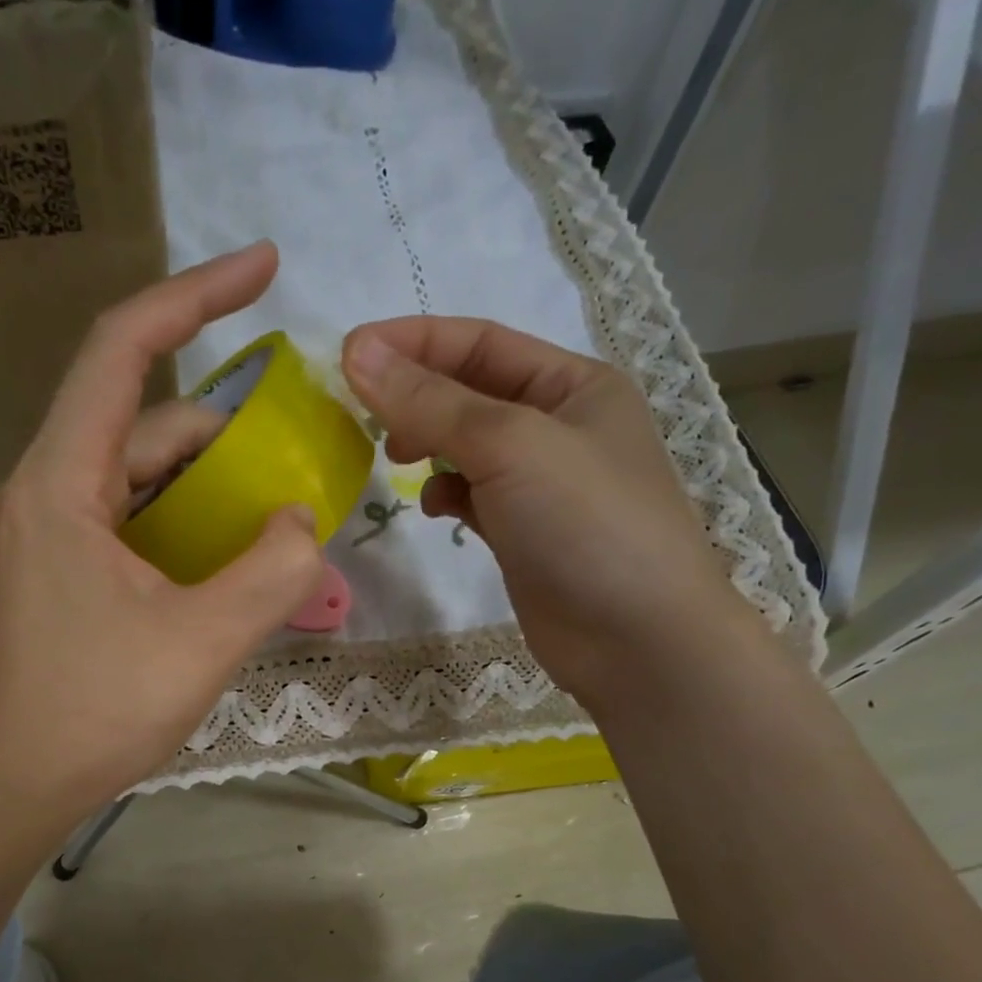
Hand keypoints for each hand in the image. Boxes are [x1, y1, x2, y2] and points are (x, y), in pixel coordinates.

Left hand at [0, 243, 322, 820]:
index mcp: (63, 483)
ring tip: (278, 515)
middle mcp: (48, 490)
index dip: (195, 294)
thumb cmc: (98, 710)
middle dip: (228, 429)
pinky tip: (232, 560)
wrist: (17, 783)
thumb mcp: (204, 640)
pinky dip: (187, 526)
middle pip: (146, 422)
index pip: (125, 350)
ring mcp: (53, 533)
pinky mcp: (64, 571)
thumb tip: (298, 518)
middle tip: (301, 456)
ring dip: (212, 486)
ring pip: (143, 477)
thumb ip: (272, 570)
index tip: (265, 267)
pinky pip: (135, 521)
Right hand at [341, 317, 756, 699]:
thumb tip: (357, 353)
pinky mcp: (522, 533)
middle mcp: (558, 426)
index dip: (412, 342)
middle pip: (469, 392)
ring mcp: (540, 484)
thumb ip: (431, 402)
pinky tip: (435, 509)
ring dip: (426, 445)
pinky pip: (471, 496)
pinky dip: (445, 494)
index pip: (479, 343)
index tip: (347, 354)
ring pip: (465, 447)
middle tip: (363, 416)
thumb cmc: (585, 523)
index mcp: (572, 385)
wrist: (635, 639)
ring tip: (395, 460)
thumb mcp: (510, 445)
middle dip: (415, 397)